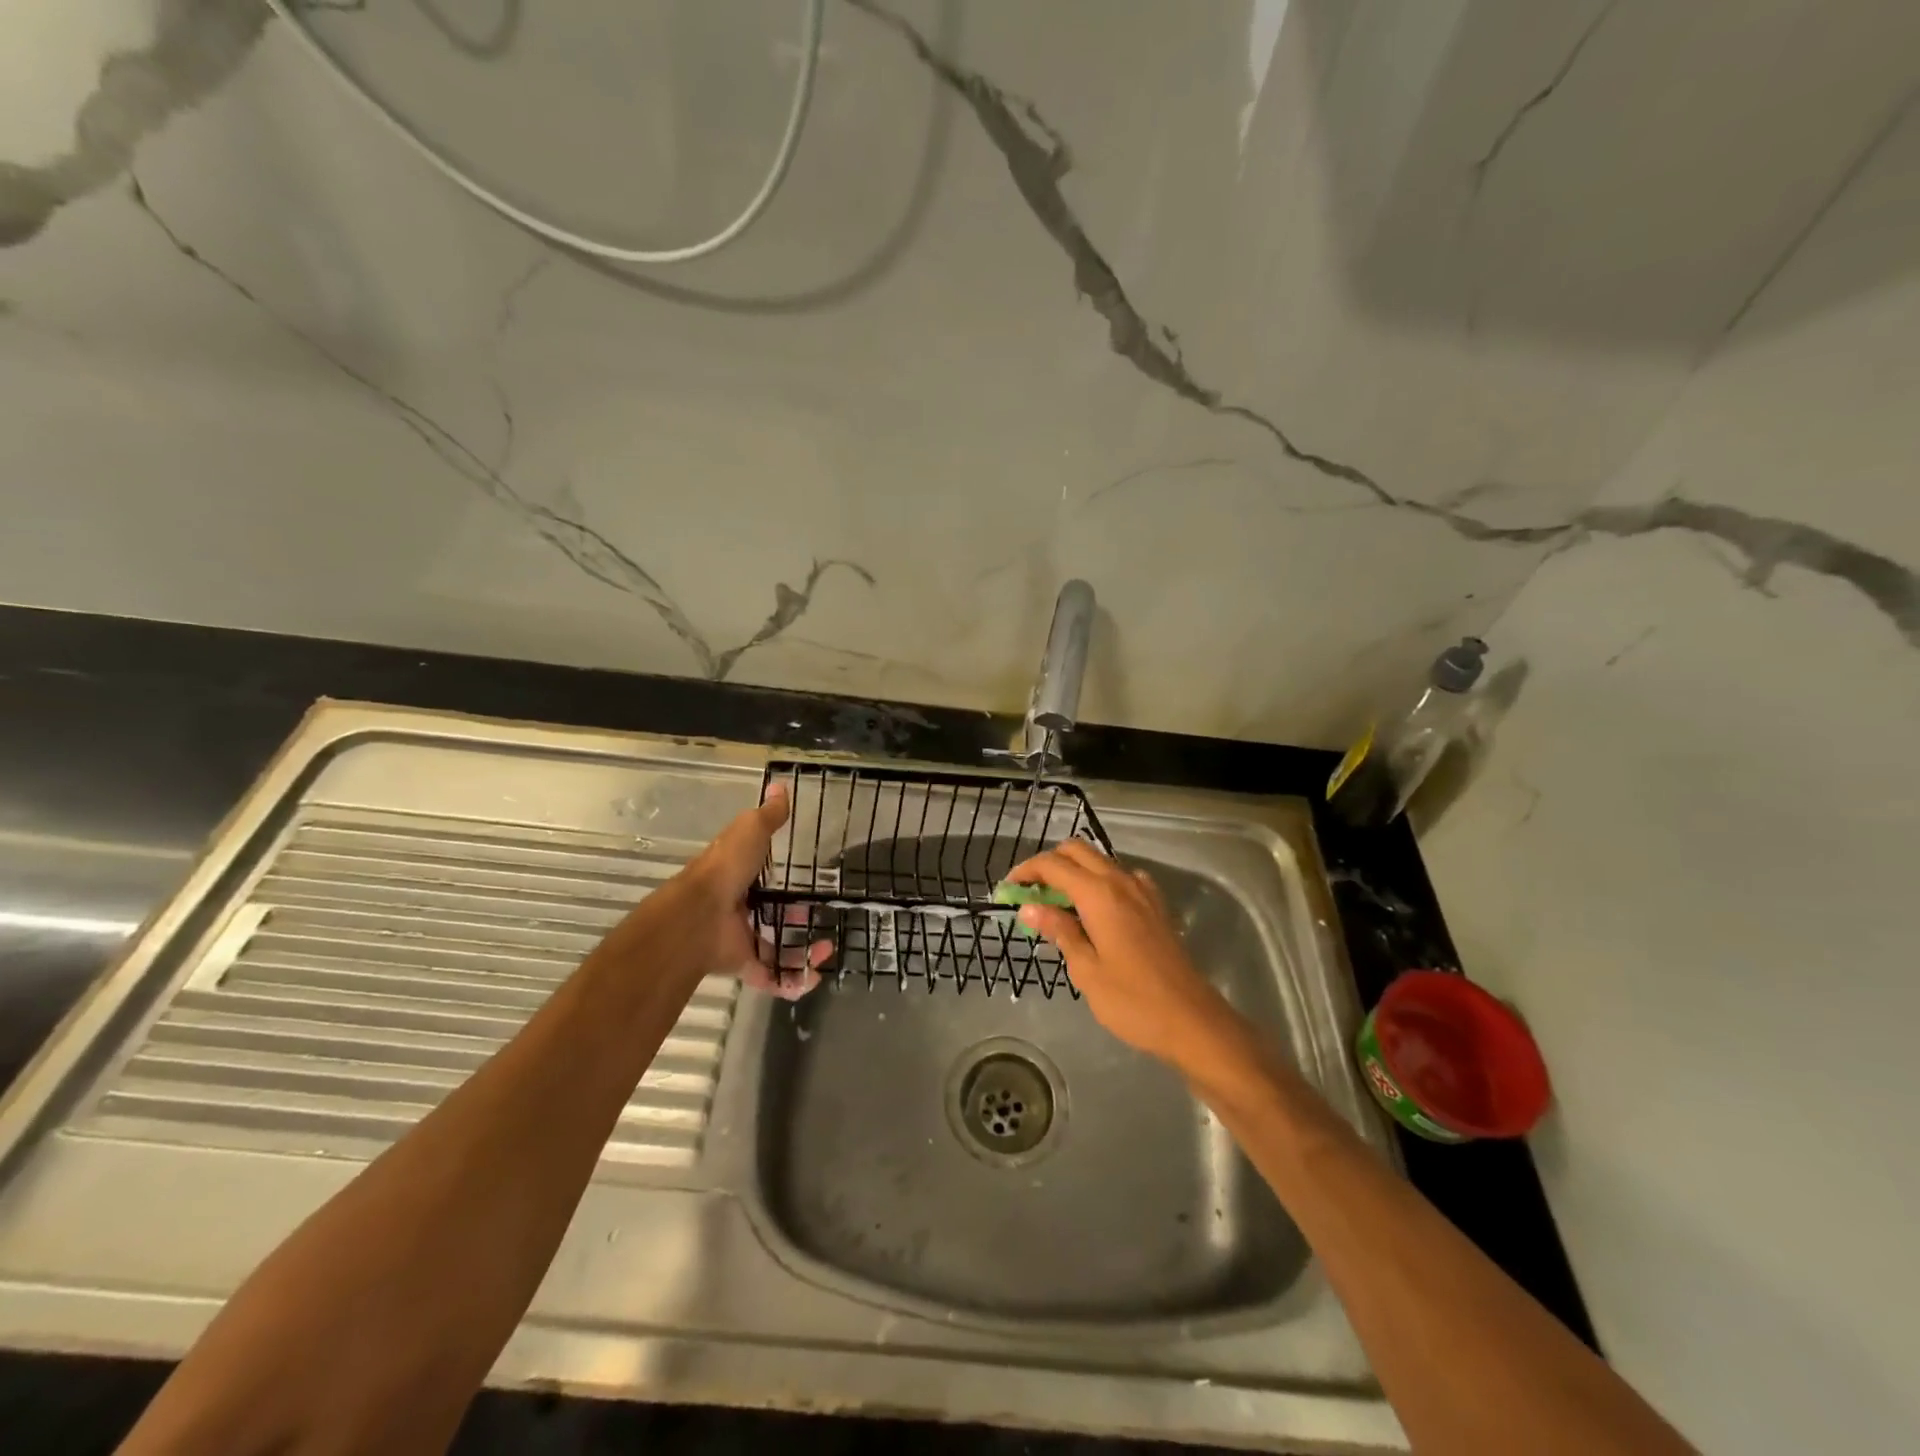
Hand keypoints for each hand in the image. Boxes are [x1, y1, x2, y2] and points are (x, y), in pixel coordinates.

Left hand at [676, 781, 827, 999]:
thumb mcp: (750, 831)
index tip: (807, 884)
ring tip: (825, 951)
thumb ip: (768, 816)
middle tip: (821, 921)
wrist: (698, 916)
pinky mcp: (743, 964)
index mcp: (738, 876)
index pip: (761, 878)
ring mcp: (740, 938)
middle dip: (797, 921)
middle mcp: (738, 908)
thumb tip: (780, 785)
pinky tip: (813, 977)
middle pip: (772, 916)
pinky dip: (792, 981)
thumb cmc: (725, 869)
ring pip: (776, 948)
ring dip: (802, 953)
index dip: (782, 881)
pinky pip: (771, 976)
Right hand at [1006, 840, 1239, 1070]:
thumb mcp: (1086, 969)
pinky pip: (1120, 878)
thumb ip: (1059, 931)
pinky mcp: (1155, 905)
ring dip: (1073, 872)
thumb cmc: (1133, 1001)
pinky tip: (1094, 914)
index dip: (1026, 871)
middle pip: (1076, 851)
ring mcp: (1143, 891)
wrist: (1192, 1020)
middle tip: (1030, 894)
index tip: (1008, 889)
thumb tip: (1029, 908)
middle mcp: (1121, 881)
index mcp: (1099, 894)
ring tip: (1056, 906)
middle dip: (1049, 865)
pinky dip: (1099, 883)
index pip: (1053, 865)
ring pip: (1099, 861)